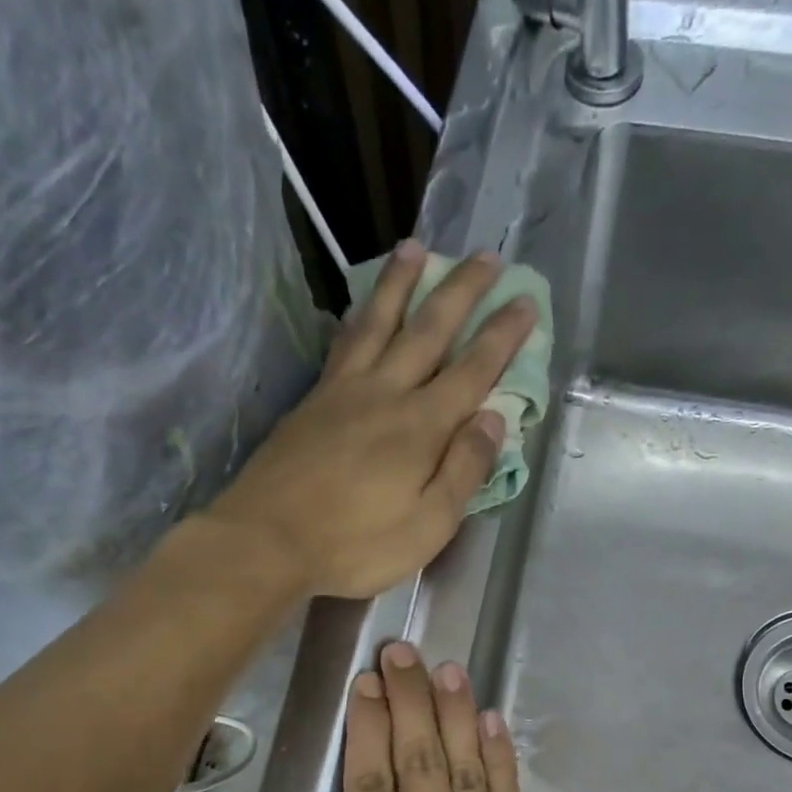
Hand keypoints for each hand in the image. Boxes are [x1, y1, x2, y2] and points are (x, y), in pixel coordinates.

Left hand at [207, 243, 537, 599]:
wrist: (267, 540)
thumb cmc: (356, 544)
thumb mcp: (428, 525)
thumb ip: (463, 471)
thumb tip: (493, 419)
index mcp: (421, 427)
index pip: (472, 370)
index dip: (501, 336)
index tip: (524, 301)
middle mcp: (385, 394)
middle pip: (428, 330)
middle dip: (461, 291)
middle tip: (486, 255)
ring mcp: (343, 392)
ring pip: (378, 323)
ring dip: (401, 284)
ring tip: (416, 248)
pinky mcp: (311, 402)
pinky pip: (343, 343)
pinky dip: (359, 317)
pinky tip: (361, 309)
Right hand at [261, 641, 611, 791]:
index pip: (371, 790)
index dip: (367, 731)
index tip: (366, 684)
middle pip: (419, 766)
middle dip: (408, 703)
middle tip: (402, 651)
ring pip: (466, 772)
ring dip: (454, 715)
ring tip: (445, 668)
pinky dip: (500, 759)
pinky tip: (491, 722)